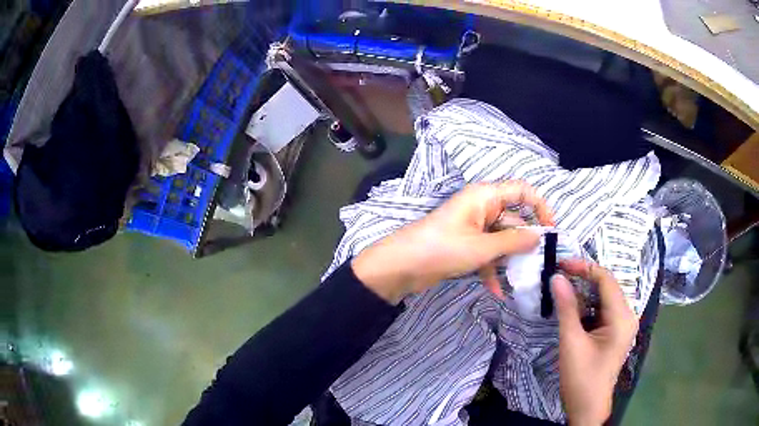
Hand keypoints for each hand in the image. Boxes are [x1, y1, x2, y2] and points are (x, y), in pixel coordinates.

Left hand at [351, 181, 553, 303]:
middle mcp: (481, 207)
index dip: (540, 206)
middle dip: (525, 241)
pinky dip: (491, 269)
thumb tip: (538, 237)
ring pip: (501, 239)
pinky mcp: (465, 244)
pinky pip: (486, 253)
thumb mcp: (483, 247)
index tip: (551, 230)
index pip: (522, 190)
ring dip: (509, 259)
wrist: (401, 266)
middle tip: (540, 262)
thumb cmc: (443, 249)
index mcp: (485, 196)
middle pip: (513, 219)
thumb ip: (514, 241)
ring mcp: (472, 227)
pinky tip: (496, 292)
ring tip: (521, 280)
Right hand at [551, 260, 638, 424]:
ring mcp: (623, 324)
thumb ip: (566, 308)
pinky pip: (603, 310)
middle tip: (559, 275)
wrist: (588, 407)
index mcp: (622, 317)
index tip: (560, 264)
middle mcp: (627, 316)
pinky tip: (573, 308)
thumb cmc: (581, 377)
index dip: (584, 267)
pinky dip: (588, 306)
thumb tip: (557, 277)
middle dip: (584, 278)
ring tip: (563, 288)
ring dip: (585, 292)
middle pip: (607, 286)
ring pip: (604, 298)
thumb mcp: (572, 342)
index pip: (606, 279)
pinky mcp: (616, 332)